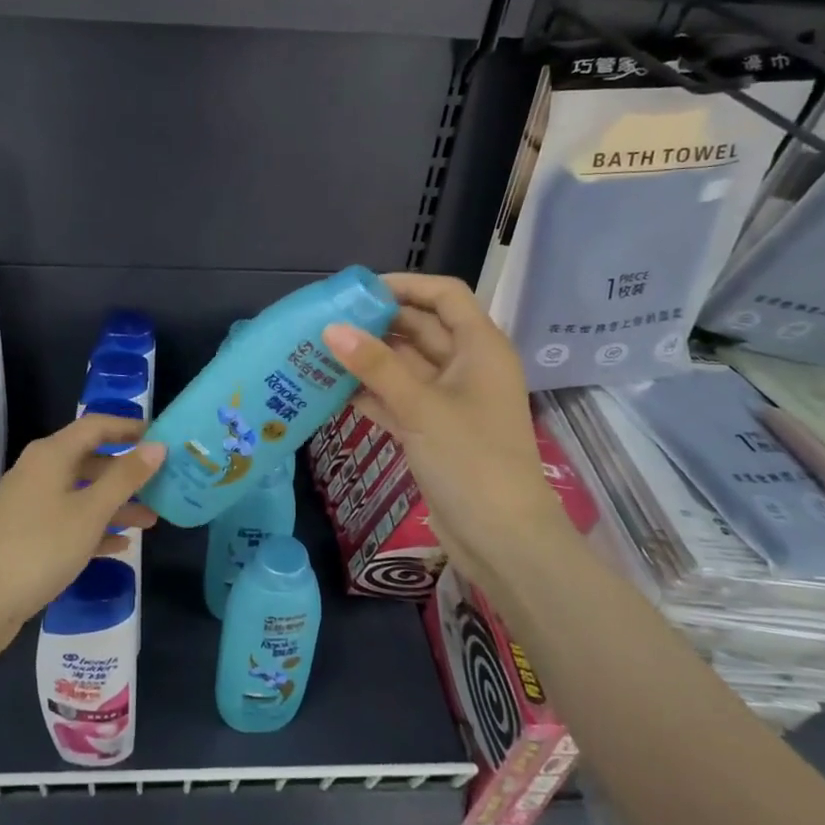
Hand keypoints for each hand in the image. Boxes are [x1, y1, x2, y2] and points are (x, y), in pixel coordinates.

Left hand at [0, 414, 164, 647]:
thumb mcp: (92, 511)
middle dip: (126, 473)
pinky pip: (68, 518)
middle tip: (161, 483)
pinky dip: (93, 526)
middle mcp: (38, 470)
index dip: (128, 428)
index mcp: (51, 454)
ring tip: (150, 521)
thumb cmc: (43, 546)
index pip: (96, 426)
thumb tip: (157, 445)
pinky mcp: (26, 532)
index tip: (159, 438)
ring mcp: (30, 502)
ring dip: (115, 504)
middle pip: (90, 459)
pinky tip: (120, 545)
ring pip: (81, 492)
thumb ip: (126, 477)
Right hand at [322, 273, 553, 581]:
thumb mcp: (421, 408)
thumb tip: (331, 329)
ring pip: (406, 366)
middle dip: (378, 323)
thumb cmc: (472, 461)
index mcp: (480, 348)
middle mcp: (468, 367)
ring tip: (321, 352)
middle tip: (328, 322)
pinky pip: (400, 399)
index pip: (445, 296)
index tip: (360, 291)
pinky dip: (373, 394)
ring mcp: (451, 401)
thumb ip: (376, 366)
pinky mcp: (435, 431)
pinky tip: (334, 392)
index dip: (406, 285)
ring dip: (370, 360)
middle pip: (421, 329)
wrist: (502, 539)